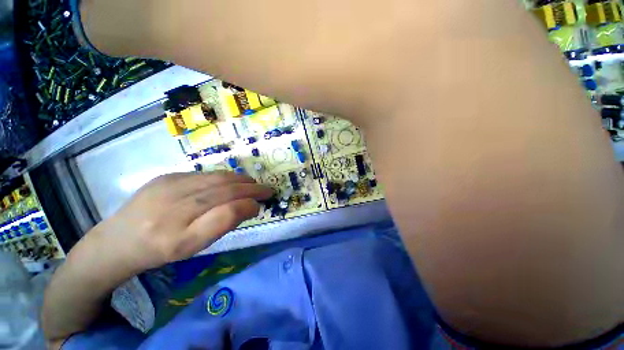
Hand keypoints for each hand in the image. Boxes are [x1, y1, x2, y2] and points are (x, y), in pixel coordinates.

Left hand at [93, 172, 272, 272]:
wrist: (117, 240)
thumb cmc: (160, 250)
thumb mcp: (194, 247)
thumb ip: (223, 225)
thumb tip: (249, 205)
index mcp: (179, 237)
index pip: (225, 213)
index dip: (248, 205)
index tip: (261, 205)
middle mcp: (172, 209)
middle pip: (223, 192)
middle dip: (251, 189)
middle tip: (266, 190)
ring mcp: (167, 187)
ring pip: (216, 179)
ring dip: (241, 180)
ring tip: (253, 183)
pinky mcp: (165, 176)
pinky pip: (204, 175)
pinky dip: (225, 177)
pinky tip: (232, 181)